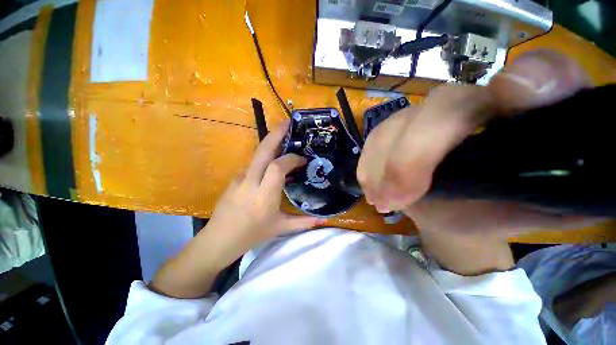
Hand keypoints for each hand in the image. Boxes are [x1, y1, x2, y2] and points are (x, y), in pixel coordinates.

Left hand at [207, 119, 324, 258]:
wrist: (219, 239)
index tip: (302, 160)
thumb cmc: (252, 234)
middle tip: (288, 122)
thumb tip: (324, 220)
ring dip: (271, 144)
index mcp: (264, 195)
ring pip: (257, 154)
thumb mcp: (280, 228)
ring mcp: (239, 177)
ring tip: (284, 140)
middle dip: (276, 133)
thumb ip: (303, 222)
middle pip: (263, 151)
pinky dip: (265, 159)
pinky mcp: (234, 177)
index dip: (292, 159)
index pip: (278, 167)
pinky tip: (272, 165)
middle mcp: (250, 182)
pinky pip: (253, 164)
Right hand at [358, 50, 596, 235]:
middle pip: (441, 106)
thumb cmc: (500, 211)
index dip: (535, 78)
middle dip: (412, 156)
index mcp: (526, 114)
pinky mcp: (396, 130)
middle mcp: (474, 102)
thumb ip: (563, 191)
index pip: (543, 74)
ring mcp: (426, 115)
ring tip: (380, 200)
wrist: (459, 213)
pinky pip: (375, 139)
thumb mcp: (538, 210)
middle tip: (395, 198)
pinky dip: (368, 164)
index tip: (513, 95)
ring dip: (381, 166)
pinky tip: (371, 187)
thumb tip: (580, 173)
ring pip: (395, 125)